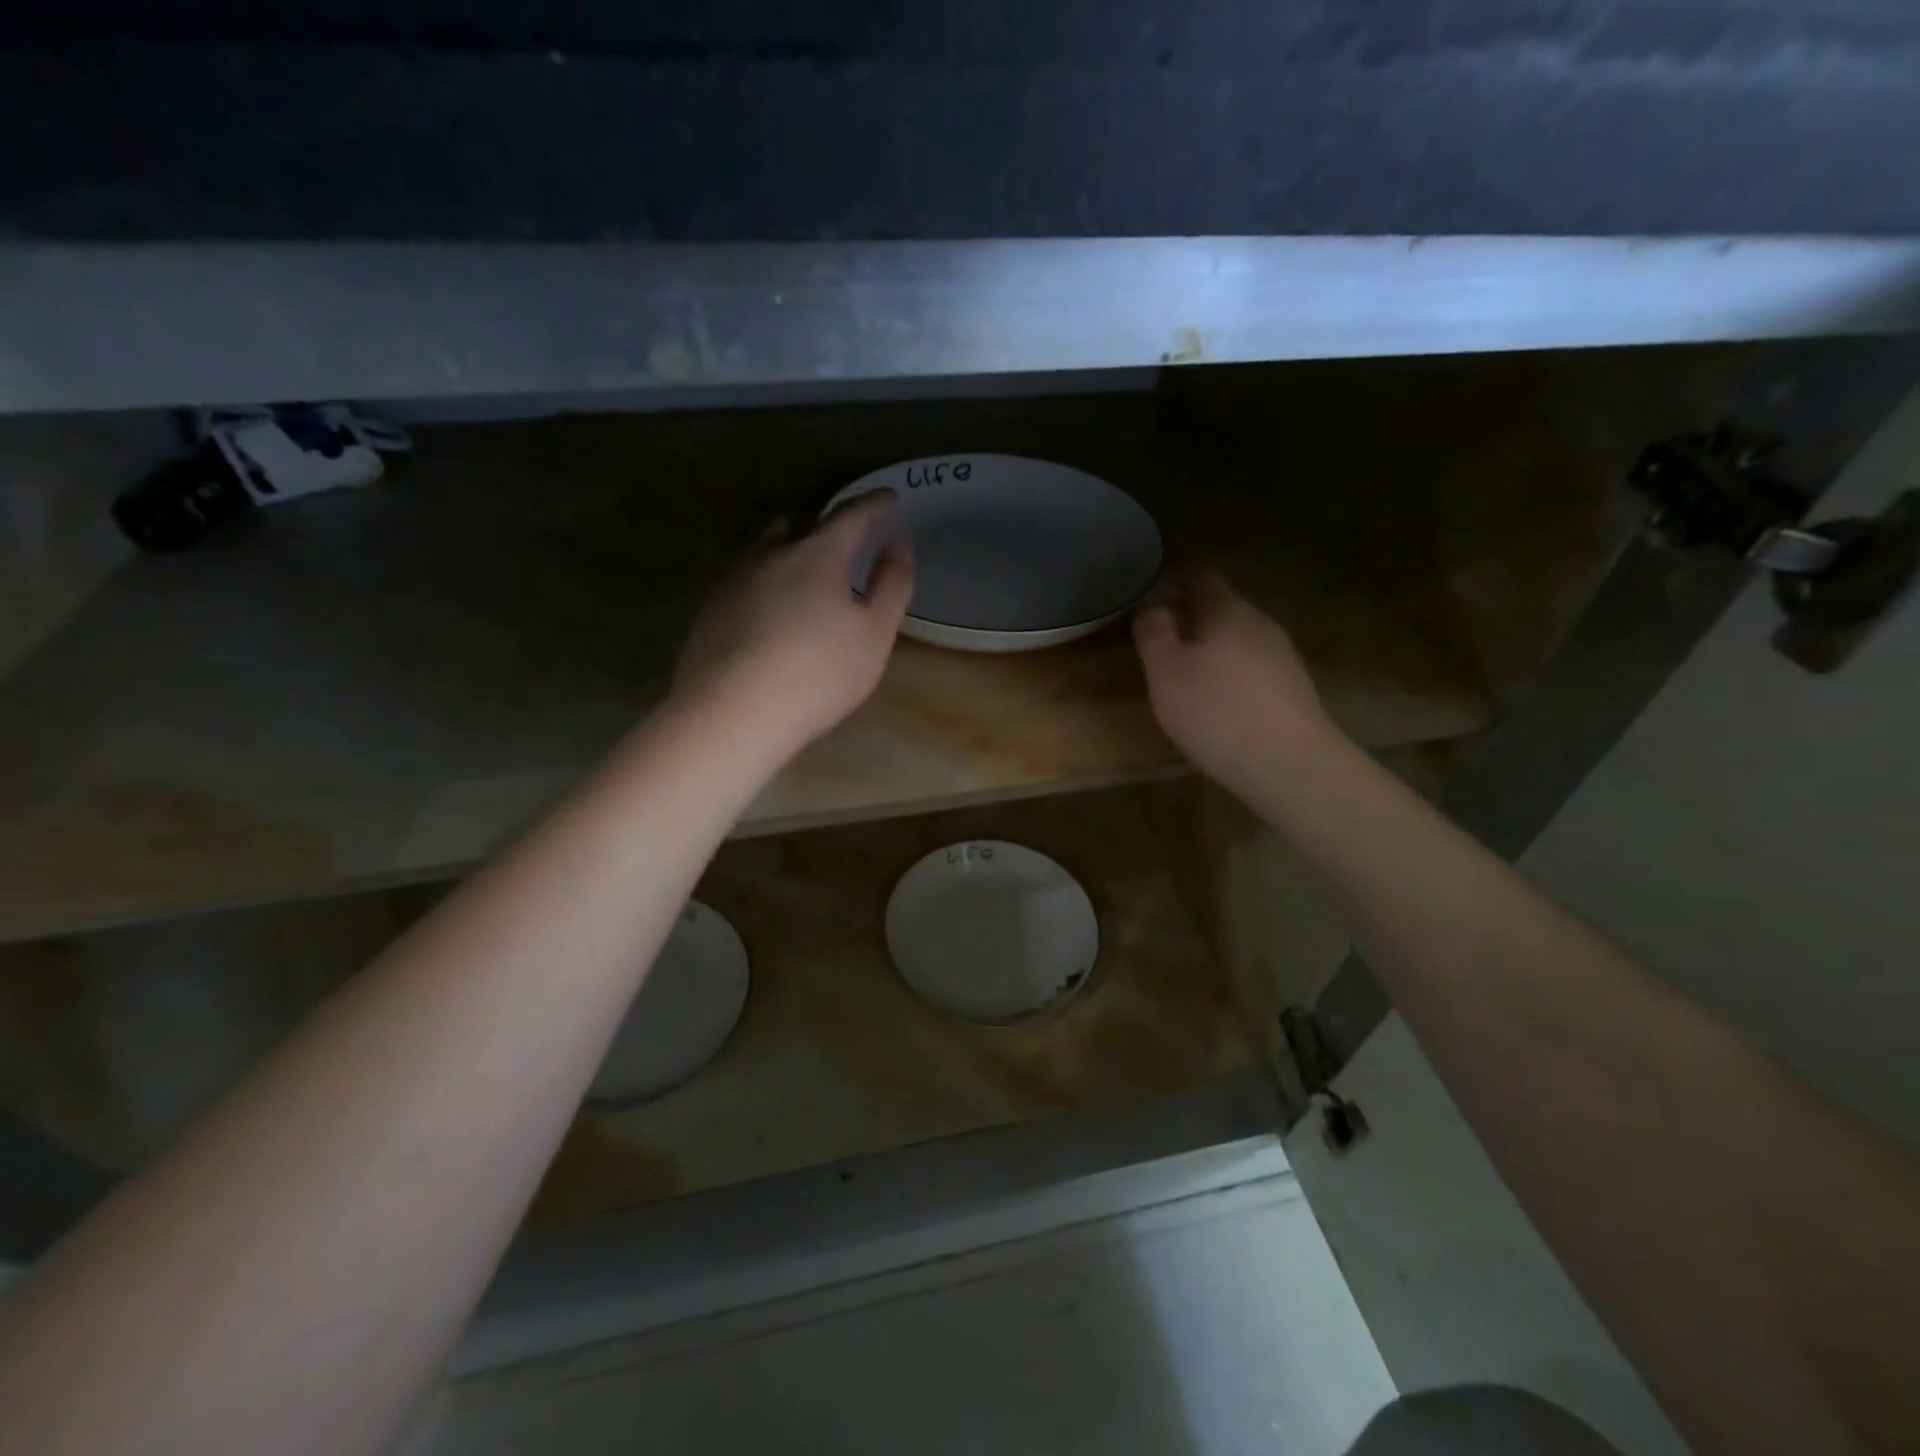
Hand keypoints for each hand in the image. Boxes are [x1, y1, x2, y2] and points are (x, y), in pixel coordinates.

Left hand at [672, 492, 914, 753]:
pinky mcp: (710, 609)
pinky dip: (764, 578)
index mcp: (817, 554)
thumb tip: (897, 545)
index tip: (890, 498)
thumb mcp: (874, 635)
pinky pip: (743, 577)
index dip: (874, 505)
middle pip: (799, 522)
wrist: (731, 714)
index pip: (851, 516)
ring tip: (803, 566)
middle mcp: (770, 554)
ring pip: (764, 547)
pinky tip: (768, 606)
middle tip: (844, 537)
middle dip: (825, 523)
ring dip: (788, 546)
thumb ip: (892, 586)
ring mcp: (733, 580)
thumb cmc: (817, 674)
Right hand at [1132, 569, 1336, 797]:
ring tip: (1184, 679)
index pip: (1199, 575)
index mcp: (1228, 609)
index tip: (1146, 601)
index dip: (1170, 582)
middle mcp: (1260, 623)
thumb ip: (1153, 630)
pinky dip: (1230, 676)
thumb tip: (1150, 605)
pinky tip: (1218, 706)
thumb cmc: (1215, 712)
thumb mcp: (1165, 670)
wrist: (1289, 766)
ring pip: (1237, 640)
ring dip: (1210, 651)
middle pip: (1220, 608)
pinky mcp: (1294, 689)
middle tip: (1158, 646)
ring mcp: (1283, 656)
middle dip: (1189, 620)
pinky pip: (1253, 669)